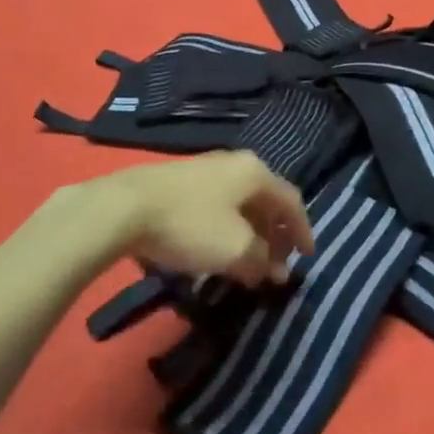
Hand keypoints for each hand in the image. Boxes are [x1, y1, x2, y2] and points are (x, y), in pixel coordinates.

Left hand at [72, 151, 315, 286]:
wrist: (126, 207)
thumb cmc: (191, 224)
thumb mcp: (236, 249)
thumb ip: (260, 260)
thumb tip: (270, 270)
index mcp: (255, 172)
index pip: (291, 201)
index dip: (302, 231)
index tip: (307, 258)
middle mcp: (235, 164)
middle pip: (265, 201)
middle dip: (274, 236)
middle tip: (276, 266)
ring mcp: (206, 170)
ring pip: (240, 204)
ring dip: (250, 235)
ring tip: (248, 264)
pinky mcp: (181, 183)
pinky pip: (218, 206)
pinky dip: (228, 229)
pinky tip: (218, 250)